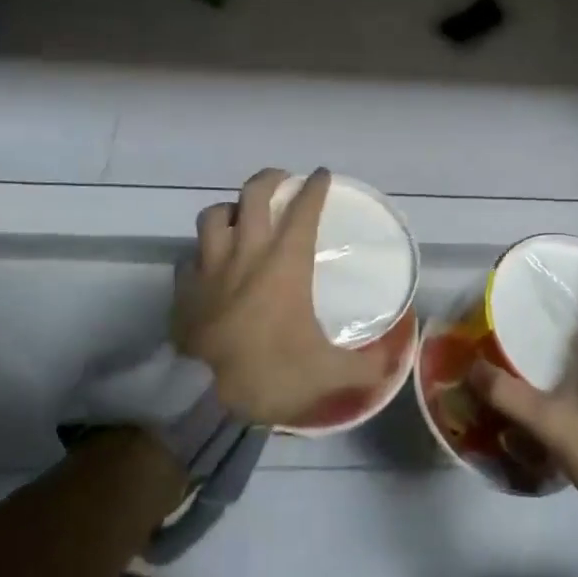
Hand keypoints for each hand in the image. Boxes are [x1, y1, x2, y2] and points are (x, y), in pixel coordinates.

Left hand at [174, 167, 390, 425]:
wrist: (200, 401)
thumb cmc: (269, 375)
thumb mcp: (328, 374)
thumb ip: (366, 366)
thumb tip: (394, 361)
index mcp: (284, 264)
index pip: (303, 210)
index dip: (315, 187)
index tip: (322, 175)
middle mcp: (246, 253)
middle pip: (253, 194)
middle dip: (271, 179)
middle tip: (283, 182)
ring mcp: (209, 267)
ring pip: (215, 215)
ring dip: (232, 209)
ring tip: (242, 217)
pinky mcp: (182, 288)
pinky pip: (191, 254)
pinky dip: (203, 251)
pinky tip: (211, 264)